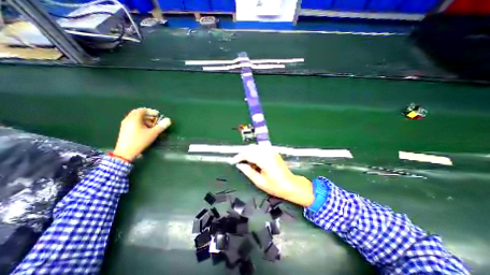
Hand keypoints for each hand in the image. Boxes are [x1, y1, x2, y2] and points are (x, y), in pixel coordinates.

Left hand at [112, 108, 171, 161]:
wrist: (125, 152)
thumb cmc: (140, 141)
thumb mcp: (153, 133)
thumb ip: (161, 126)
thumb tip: (168, 120)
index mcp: (134, 119)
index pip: (142, 110)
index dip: (151, 111)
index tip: (158, 115)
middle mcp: (128, 119)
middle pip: (138, 113)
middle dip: (148, 115)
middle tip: (155, 119)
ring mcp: (125, 125)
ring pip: (135, 118)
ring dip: (145, 120)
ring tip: (152, 125)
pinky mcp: (124, 130)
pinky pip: (133, 122)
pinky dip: (140, 123)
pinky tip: (145, 129)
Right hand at [230, 146, 312, 205]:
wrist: (291, 185)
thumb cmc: (276, 186)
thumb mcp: (260, 182)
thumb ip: (249, 172)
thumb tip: (240, 165)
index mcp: (265, 160)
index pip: (248, 154)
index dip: (239, 157)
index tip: (234, 161)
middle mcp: (268, 153)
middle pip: (251, 148)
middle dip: (243, 154)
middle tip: (239, 163)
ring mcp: (272, 151)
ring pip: (255, 148)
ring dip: (249, 153)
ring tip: (247, 163)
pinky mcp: (273, 152)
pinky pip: (261, 149)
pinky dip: (255, 153)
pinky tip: (255, 161)